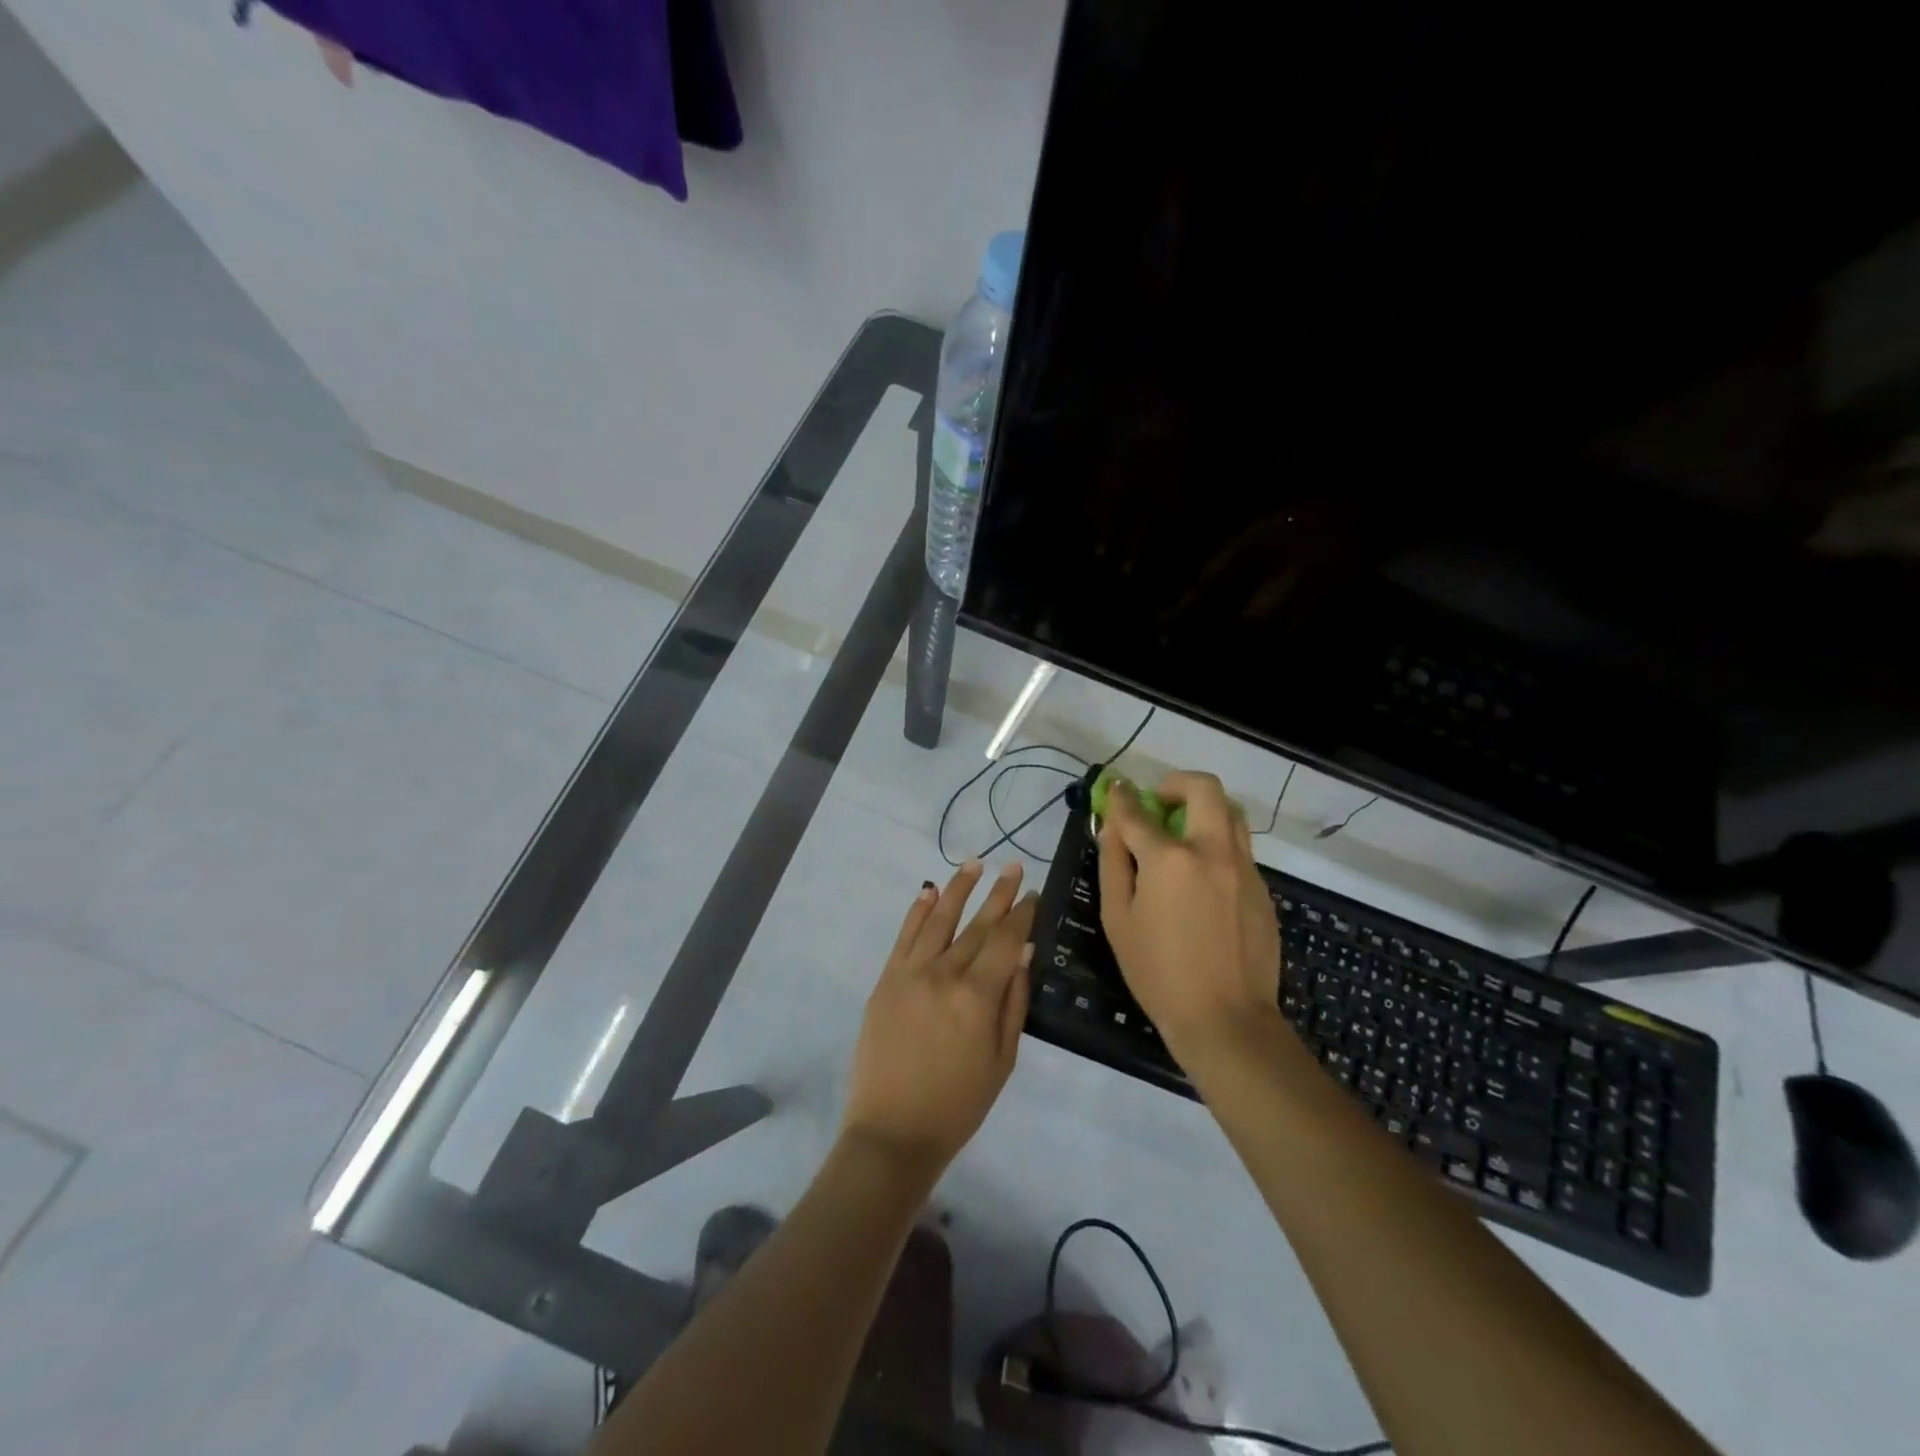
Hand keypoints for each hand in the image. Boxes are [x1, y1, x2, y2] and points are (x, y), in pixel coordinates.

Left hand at [843, 861, 1038, 1181]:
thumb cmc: (959, 1104)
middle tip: (1014, 866)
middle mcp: (943, 973)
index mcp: (977, 996)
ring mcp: (910, 973)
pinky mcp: (886, 980)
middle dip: (998, 894)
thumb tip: (1024, 952)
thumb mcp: (1002, 1059)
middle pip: (977, 924)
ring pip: (938, 919)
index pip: (1005, 940)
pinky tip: (929, 891)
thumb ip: (1013, 1001)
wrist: (893, 1131)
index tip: (1034, 893)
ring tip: (976, 863)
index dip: (1023, 914)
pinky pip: (904, 936)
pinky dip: (917, 911)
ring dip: (958, 888)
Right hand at [1097, 771, 1282, 1066]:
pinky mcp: (1262, 888)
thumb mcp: (1118, 919)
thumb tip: (1113, 827)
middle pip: (1202, 788)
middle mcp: (1212, 851)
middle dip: (1175, 783)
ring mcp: (1244, 868)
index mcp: (1170, 860)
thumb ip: (1113, 864)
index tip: (1114, 790)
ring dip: (1203, 809)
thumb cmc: (1158, 972)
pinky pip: (1239, 847)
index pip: (1138, 811)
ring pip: (1230, 812)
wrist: (1226, 1020)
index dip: (1121, 797)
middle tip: (1158, 803)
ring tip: (1182, 834)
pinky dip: (1217, 844)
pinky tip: (1201, 878)